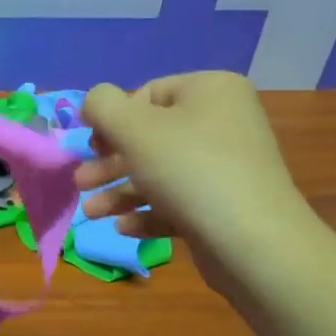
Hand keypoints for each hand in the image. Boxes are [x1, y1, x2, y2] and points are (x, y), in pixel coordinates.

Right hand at [75, 72, 324, 293]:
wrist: (254, 243)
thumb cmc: (189, 171)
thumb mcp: (133, 127)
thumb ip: (102, 105)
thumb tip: (95, 102)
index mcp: (210, 91)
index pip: (148, 94)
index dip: (113, 120)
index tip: (92, 147)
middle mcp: (223, 122)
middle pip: (150, 137)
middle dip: (110, 163)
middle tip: (81, 182)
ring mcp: (227, 166)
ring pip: (159, 173)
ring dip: (120, 192)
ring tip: (91, 213)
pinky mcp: (225, 206)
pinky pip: (178, 202)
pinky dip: (148, 212)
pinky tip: (124, 229)